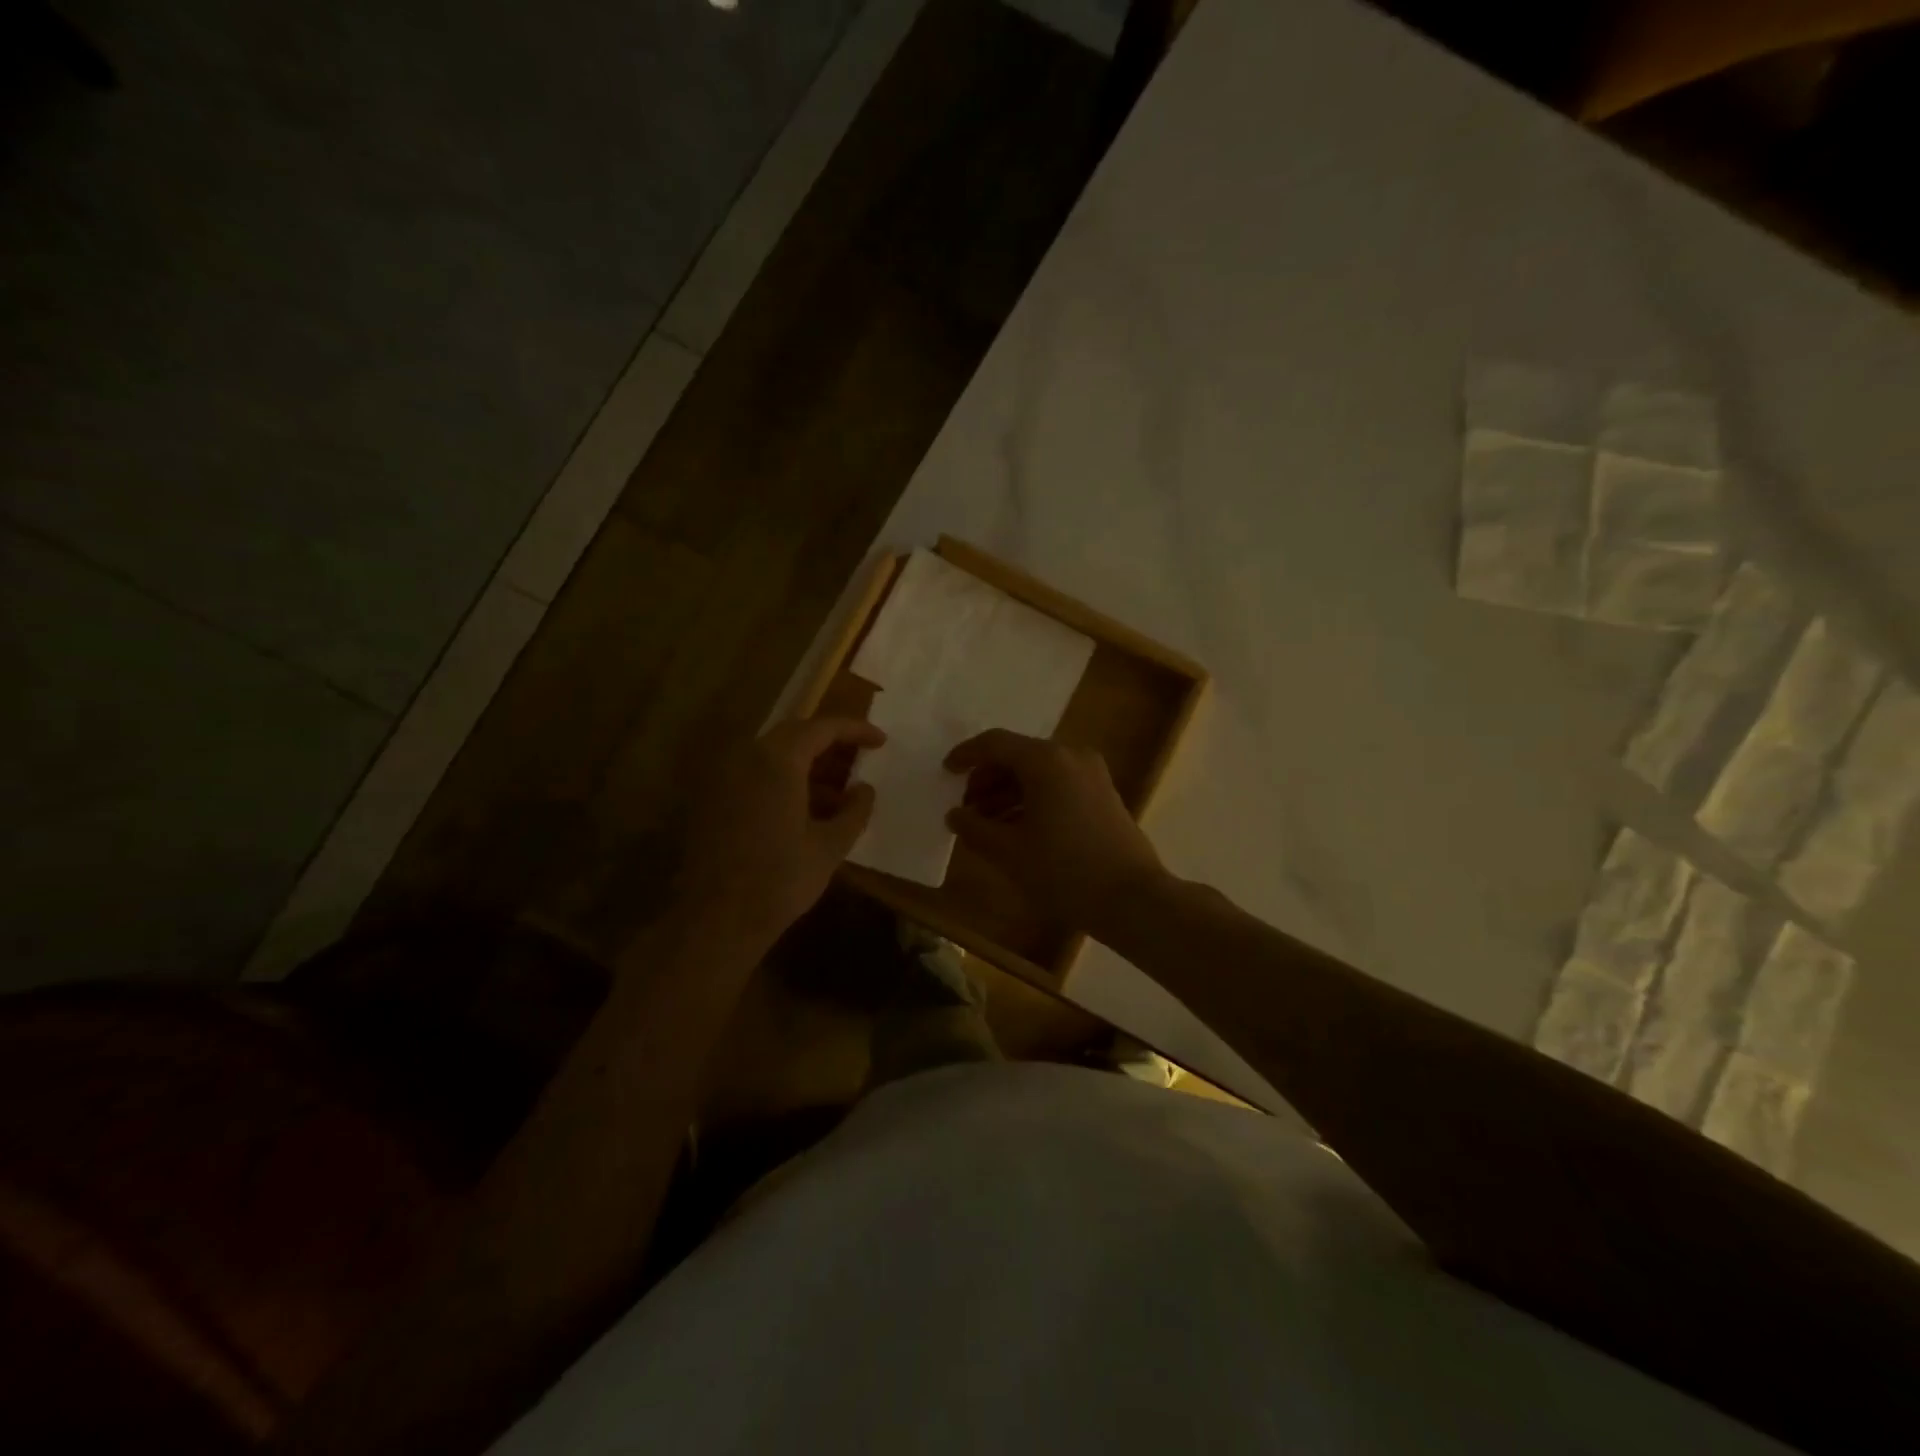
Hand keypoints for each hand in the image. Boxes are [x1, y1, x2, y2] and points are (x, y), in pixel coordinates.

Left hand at [678, 717, 884, 944]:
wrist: (717, 920)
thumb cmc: (779, 880)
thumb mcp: (830, 846)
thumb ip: (854, 811)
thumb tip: (865, 789)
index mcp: (777, 761)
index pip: (821, 728)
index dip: (855, 730)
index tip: (881, 741)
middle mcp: (746, 758)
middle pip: (795, 736)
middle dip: (831, 745)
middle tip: (861, 760)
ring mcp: (724, 778)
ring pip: (773, 756)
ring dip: (808, 766)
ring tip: (840, 792)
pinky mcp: (714, 800)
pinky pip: (755, 775)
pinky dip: (784, 781)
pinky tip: (807, 810)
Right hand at [944, 729, 1168, 932]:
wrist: (1132, 898)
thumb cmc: (1064, 871)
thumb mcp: (1009, 852)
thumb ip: (974, 828)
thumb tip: (955, 815)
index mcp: (1046, 761)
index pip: (995, 743)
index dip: (966, 755)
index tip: (945, 772)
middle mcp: (1071, 756)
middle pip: (1018, 755)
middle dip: (987, 779)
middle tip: (966, 808)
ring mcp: (1092, 774)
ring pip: (1038, 772)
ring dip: (1008, 792)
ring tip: (987, 824)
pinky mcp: (1103, 794)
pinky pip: (1058, 784)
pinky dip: (1032, 799)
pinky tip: (1017, 828)